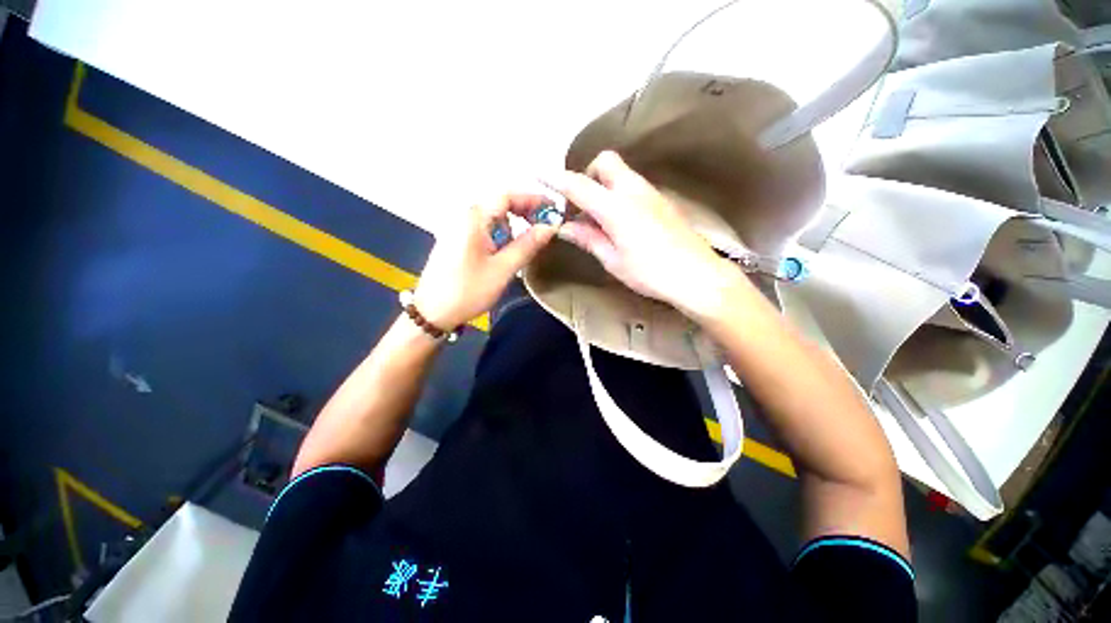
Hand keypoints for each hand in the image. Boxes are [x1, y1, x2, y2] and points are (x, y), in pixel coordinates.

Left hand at [414, 193, 556, 328]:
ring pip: (493, 221)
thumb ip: (528, 245)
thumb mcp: (503, 269)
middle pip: (500, 207)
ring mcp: (457, 229)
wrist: (433, 313)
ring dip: (511, 231)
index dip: (532, 200)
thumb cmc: (468, 291)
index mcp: (473, 218)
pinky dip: (499, 238)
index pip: (507, 196)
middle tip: (543, 231)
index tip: (552, 210)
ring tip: (520, 252)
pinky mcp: (456, 242)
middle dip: (523, 216)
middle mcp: (463, 217)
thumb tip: (550, 226)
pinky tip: (502, 257)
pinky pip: (484, 232)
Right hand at [546, 151, 736, 314]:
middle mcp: (633, 190)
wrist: (696, 276)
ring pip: (620, 173)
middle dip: (588, 176)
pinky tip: (620, 221)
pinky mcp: (661, 201)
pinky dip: (618, 194)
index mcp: (616, 207)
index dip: (556, 179)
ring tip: (599, 218)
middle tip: (582, 206)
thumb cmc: (649, 273)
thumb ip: (588, 238)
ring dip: (603, 186)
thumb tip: (564, 227)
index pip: (579, 185)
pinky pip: (633, 186)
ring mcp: (650, 193)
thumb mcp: (612, 259)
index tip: (539, 173)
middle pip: (605, 162)